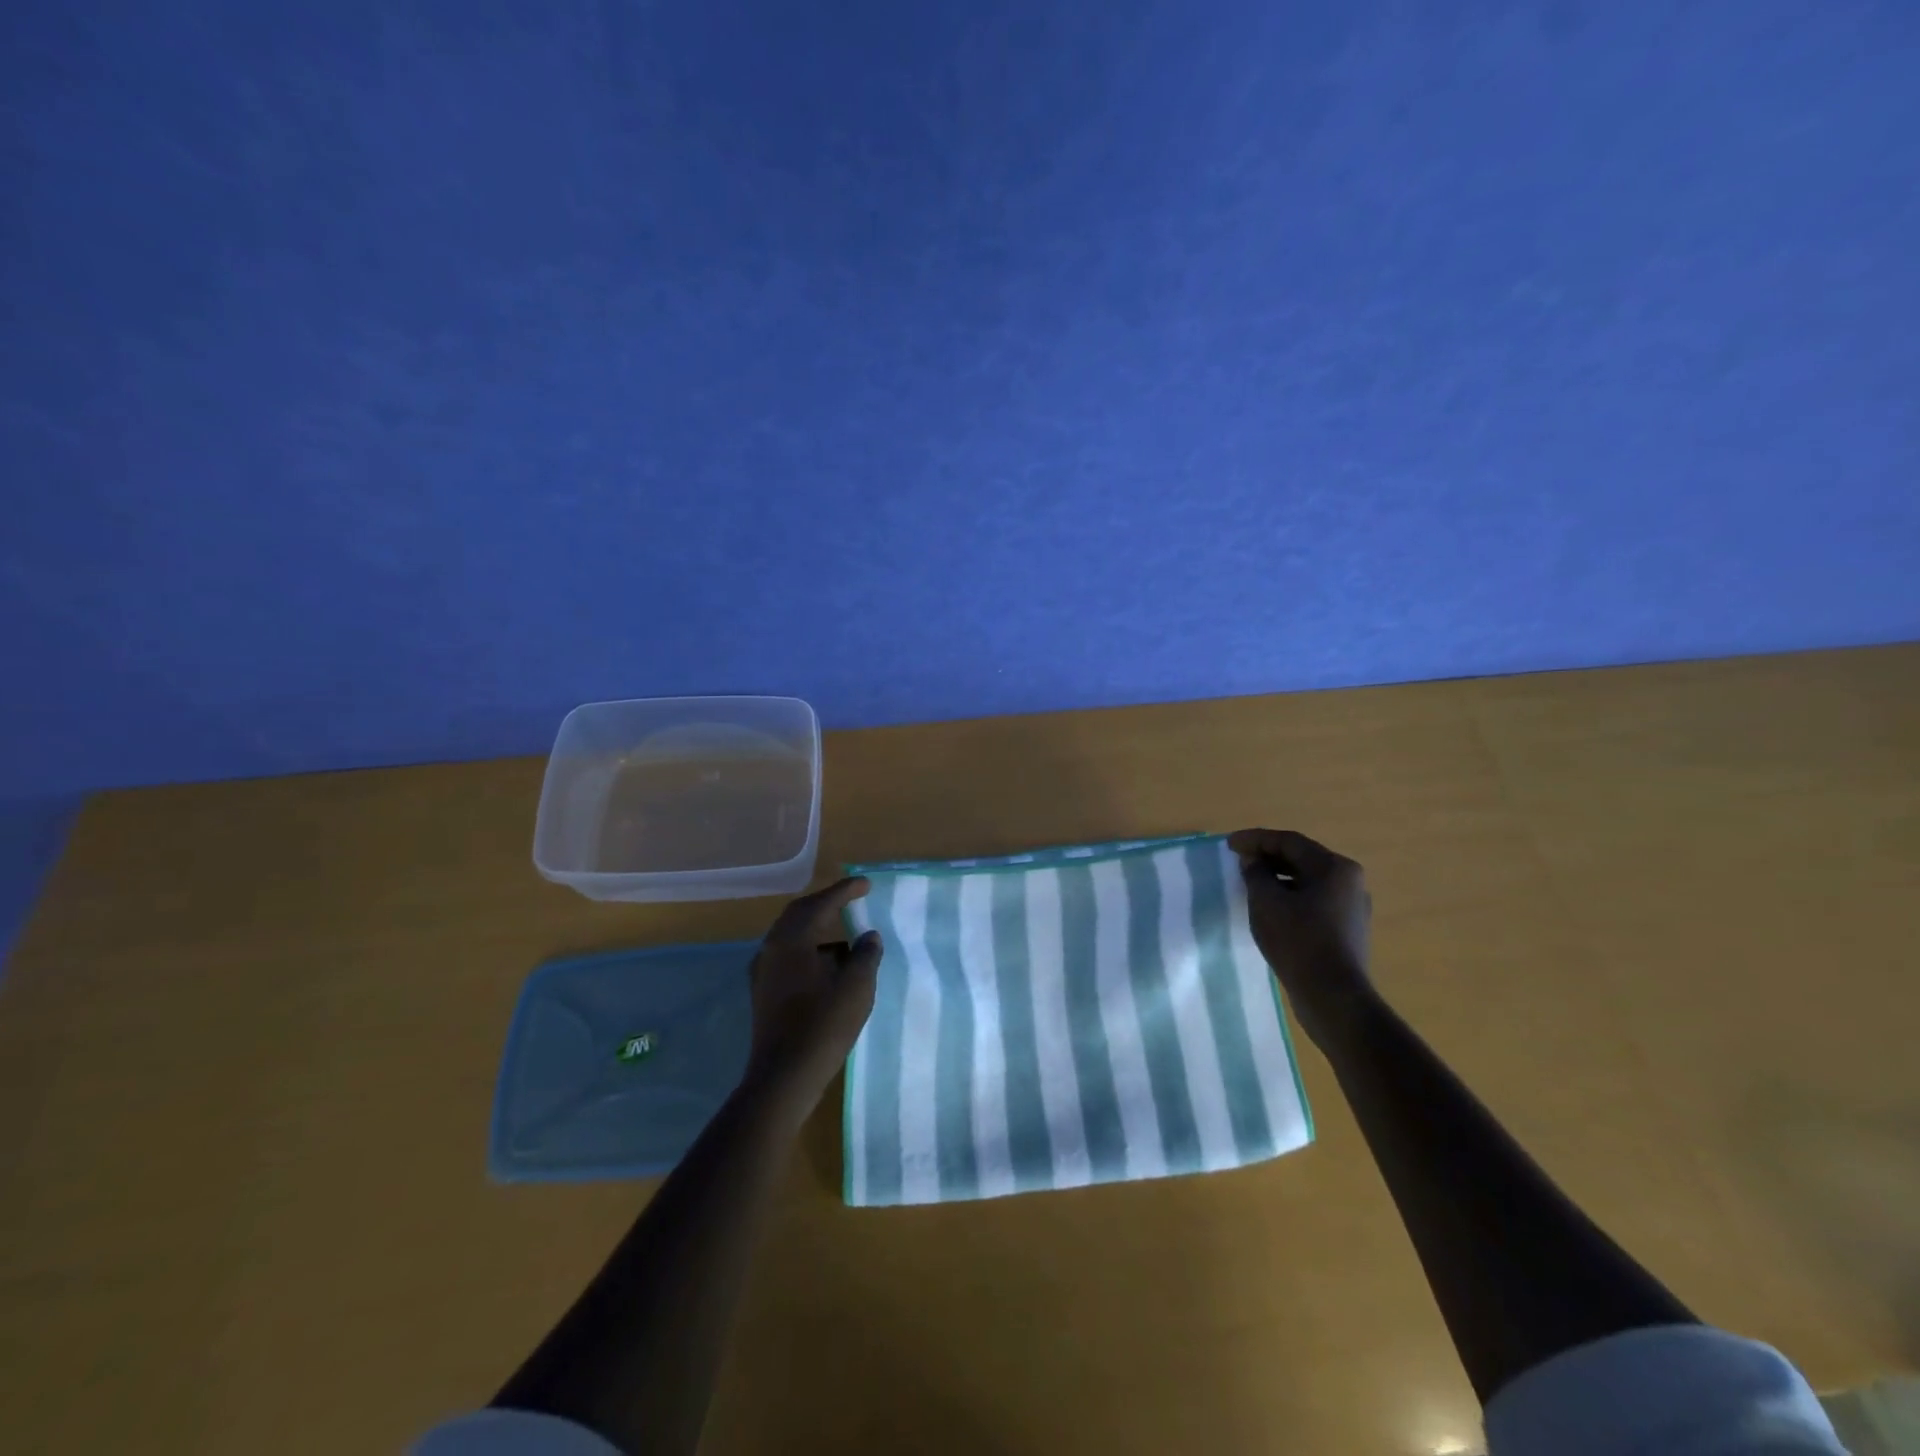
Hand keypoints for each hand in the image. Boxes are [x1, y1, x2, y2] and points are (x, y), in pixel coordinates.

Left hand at [745, 877, 883, 1106]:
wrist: (783, 1077)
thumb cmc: (823, 1026)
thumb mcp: (857, 988)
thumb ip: (866, 955)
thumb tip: (868, 937)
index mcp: (793, 939)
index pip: (822, 903)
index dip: (846, 891)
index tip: (866, 884)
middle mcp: (772, 947)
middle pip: (800, 913)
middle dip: (827, 904)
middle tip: (851, 900)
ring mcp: (763, 970)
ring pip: (791, 935)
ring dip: (817, 928)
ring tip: (845, 935)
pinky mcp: (763, 991)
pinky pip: (787, 955)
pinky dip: (809, 949)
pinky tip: (827, 965)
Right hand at [1227, 828, 1374, 1046]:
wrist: (1333, 998)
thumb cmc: (1298, 941)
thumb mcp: (1266, 902)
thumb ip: (1256, 873)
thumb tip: (1253, 860)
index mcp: (1334, 868)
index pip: (1289, 841)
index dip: (1256, 839)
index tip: (1230, 845)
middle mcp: (1349, 882)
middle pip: (1301, 859)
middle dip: (1267, 857)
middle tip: (1239, 861)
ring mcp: (1351, 907)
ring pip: (1307, 881)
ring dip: (1277, 878)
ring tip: (1250, 883)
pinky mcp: (1346, 930)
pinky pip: (1313, 902)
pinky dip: (1289, 897)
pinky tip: (1270, 909)